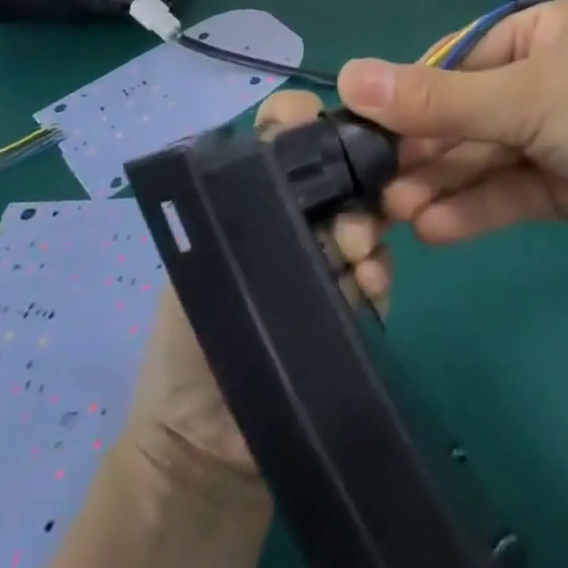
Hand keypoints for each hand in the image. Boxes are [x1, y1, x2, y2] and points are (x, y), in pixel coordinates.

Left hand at [123, 89, 392, 481]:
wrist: (209, 448)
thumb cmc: (188, 343)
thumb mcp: (199, 257)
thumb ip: (236, 201)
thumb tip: (282, 147)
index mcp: (254, 197)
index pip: (282, 136)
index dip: (298, 120)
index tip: (311, 124)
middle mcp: (297, 216)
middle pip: (337, 169)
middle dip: (349, 180)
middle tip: (345, 224)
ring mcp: (332, 256)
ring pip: (365, 214)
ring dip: (366, 229)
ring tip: (356, 261)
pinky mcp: (357, 299)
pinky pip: (379, 267)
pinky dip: (378, 270)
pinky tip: (368, 286)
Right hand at [341, 0, 567, 290]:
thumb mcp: (526, 97)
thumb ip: (439, 99)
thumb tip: (350, 77)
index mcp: (543, 34)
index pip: (459, 59)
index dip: (413, 95)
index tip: (365, 132)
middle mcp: (551, 79)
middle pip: (470, 111)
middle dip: (426, 147)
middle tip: (374, 188)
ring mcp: (563, 137)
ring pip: (487, 156)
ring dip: (444, 182)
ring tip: (396, 214)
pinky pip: (513, 193)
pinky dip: (477, 209)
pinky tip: (436, 229)